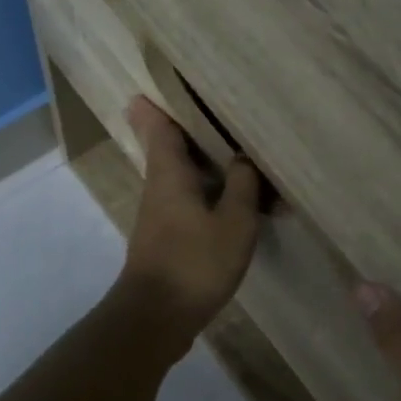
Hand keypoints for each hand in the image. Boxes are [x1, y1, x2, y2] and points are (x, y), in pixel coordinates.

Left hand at [115, 96, 263, 346]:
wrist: (156, 318)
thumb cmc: (195, 263)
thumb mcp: (233, 222)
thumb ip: (242, 185)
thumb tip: (243, 157)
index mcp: (169, 173)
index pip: (159, 126)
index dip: (160, 103)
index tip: (165, 82)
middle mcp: (159, 187)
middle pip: (170, 148)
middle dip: (188, 128)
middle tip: (216, 107)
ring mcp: (160, 215)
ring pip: (183, 176)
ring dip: (205, 162)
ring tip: (237, 148)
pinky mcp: (167, 238)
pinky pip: (190, 201)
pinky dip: (210, 192)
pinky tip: (236, 198)